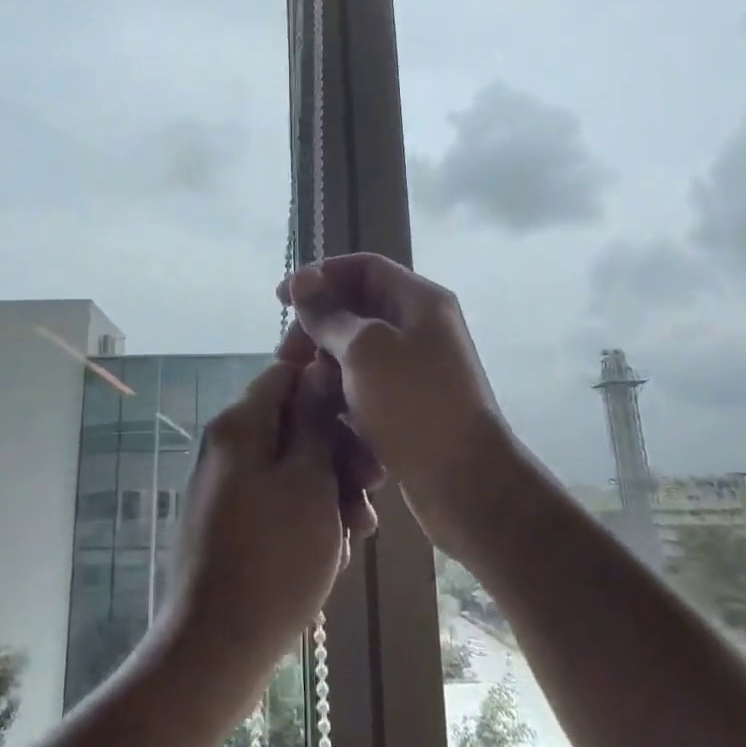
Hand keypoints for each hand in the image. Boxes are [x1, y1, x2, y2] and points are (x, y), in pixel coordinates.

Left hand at [166, 347, 379, 686]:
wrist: (218, 646)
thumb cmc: (274, 556)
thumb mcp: (308, 480)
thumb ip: (314, 419)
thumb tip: (317, 365)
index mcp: (239, 425)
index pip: (285, 372)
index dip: (328, 383)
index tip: (366, 409)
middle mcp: (228, 446)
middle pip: (293, 421)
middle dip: (339, 448)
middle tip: (374, 485)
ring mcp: (228, 486)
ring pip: (292, 464)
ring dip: (332, 486)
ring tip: (361, 529)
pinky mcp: (233, 522)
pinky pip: (279, 497)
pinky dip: (310, 512)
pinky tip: (336, 549)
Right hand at [279, 254, 506, 560]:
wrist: (464, 479)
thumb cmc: (413, 403)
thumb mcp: (364, 349)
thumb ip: (329, 314)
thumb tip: (302, 281)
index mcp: (419, 300)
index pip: (363, 268)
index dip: (320, 276)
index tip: (281, 299)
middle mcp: (419, 326)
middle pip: (356, 308)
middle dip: (316, 326)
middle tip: (285, 355)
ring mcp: (415, 366)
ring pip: (356, 349)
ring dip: (323, 361)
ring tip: (299, 385)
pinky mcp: (407, 402)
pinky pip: (364, 382)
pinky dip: (340, 389)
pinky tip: (319, 408)